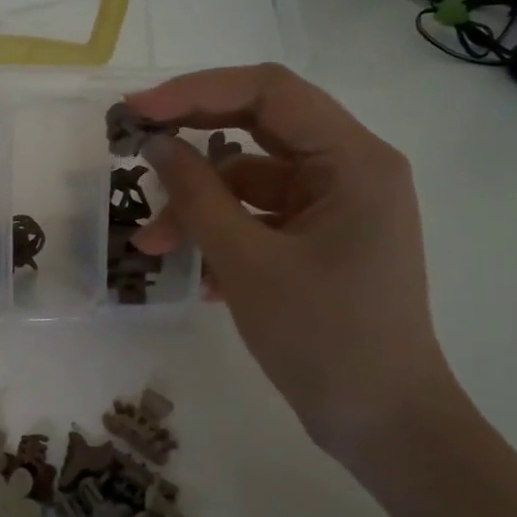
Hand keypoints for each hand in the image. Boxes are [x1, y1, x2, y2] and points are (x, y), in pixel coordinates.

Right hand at [124, 64, 454, 456]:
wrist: (385, 425)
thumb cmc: (324, 339)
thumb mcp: (247, 263)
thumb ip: (197, 197)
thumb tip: (156, 145)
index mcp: (354, 160)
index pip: (268, 92)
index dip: (195, 91)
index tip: (137, 111)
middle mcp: (351, 170)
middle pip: (259, 127)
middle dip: (192, 141)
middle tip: (132, 148)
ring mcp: (338, 206)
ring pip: (253, 179)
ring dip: (200, 206)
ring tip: (151, 246)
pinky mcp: (323, 239)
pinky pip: (261, 217)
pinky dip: (224, 234)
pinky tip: (196, 275)